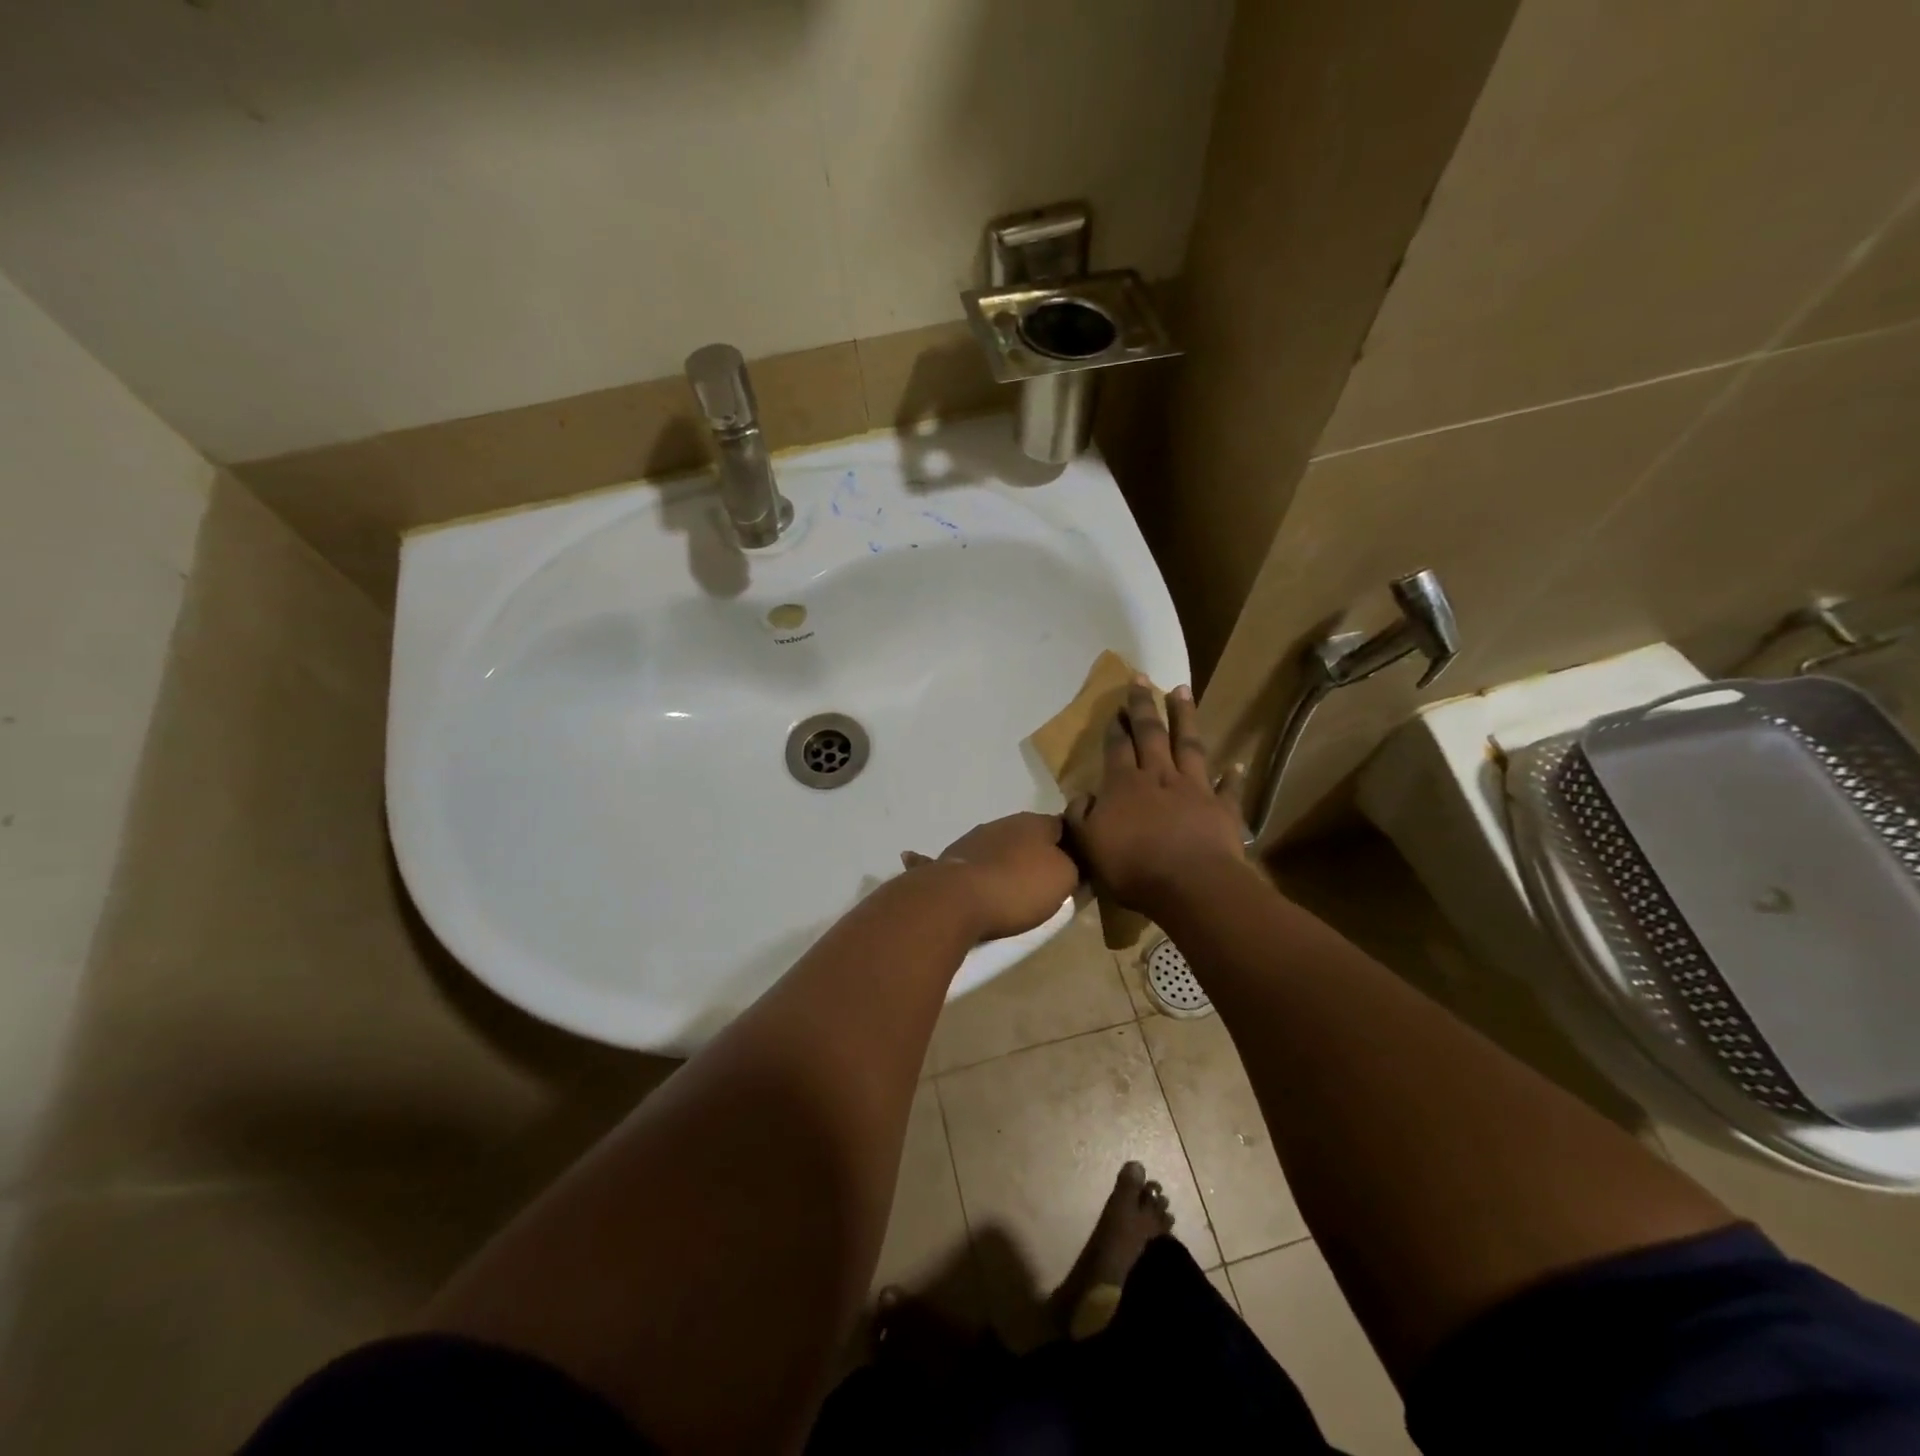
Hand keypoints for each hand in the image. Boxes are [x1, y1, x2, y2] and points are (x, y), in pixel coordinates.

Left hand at [901, 811, 1077, 942]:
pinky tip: (988, 894)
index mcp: (1035, 821)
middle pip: (1031, 838)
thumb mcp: (1065, 878)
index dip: (1074, 846)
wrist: (956, 899)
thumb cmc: (1018, 886)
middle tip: (1048, 884)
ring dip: (1009, 865)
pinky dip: (985, 876)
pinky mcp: (953, 859)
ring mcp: (975, 839)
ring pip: (1002, 849)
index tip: (1079, 867)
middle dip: (1039, 856)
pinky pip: (978, 866)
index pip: (1064, 826)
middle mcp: (1004, 823)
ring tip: (1015, 892)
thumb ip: (1076, 866)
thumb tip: (1075, 862)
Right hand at [1065, 680, 1246, 915]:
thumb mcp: (1089, 845)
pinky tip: (1237, 764)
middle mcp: (1159, 777)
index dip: (1116, 727)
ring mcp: (1194, 789)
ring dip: (1185, 717)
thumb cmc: (1133, 868)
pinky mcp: (1222, 809)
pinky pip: (1228, 788)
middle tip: (1142, 679)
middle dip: (1144, 706)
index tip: (1117, 706)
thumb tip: (1081, 797)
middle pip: (1151, 734)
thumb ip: (1081, 818)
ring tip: (1181, 690)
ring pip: (1189, 745)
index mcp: (1123, 785)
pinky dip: (1233, 776)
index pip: (1117, 748)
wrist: (1190, 886)